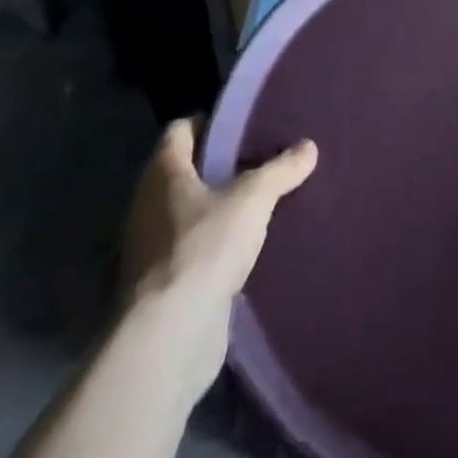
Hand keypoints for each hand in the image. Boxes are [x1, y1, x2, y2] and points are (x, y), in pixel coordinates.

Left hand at [119, 119, 317, 394]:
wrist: (169, 336)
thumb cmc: (205, 247)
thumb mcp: (254, 198)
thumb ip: (281, 169)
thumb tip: (308, 146)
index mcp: (163, 173)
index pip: (179, 131)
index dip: (209, 122)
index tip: (243, 122)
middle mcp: (148, 205)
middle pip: (185, 171)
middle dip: (220, 165)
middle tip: (262, 158)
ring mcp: (151, 248)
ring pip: (190, 212)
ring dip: (220, 207)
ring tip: (263, 200)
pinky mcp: (164, 285)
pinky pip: (194, 249)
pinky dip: (217, 243)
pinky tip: (250, 245)